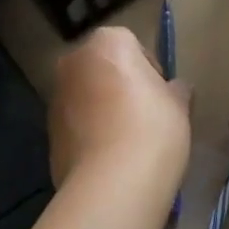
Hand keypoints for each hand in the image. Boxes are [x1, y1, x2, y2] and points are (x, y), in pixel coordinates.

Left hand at [48, 26, 189, 189]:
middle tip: (146, 115)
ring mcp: (56, 98)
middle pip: (103, 68)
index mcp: (107, 44)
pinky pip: (77, 125)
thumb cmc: (152, 129)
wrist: (112, 184)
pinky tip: (111, 159)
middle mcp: (74, 63)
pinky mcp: (49, 133)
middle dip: (121, 85)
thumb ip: (176, 89)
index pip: (131, 44)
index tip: (161, 94)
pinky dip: (91, 134)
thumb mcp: (179, 105)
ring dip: (103, 110)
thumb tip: (176, 88)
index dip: (149, 69)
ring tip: (128, 141)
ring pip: (87, 96)